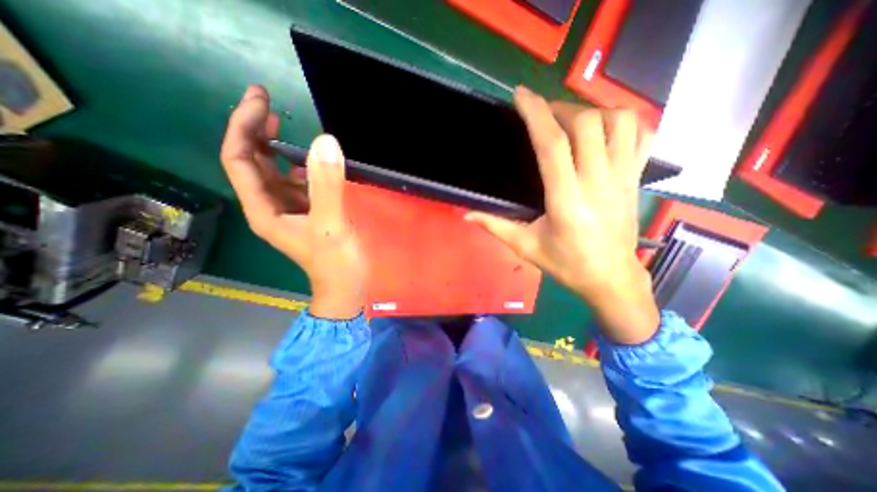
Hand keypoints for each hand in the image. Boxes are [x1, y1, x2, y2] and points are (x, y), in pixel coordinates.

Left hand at [222, 84, 369, 318]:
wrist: (346, 287)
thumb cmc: (335, 262)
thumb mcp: (331, 225)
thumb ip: (327, 186)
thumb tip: (325, 141)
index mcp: (264, 209)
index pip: (241, 159)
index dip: (244, 127)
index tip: (260, 100)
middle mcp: (270, 206)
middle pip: (252, 161)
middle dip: (254, 130)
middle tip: (268, 101)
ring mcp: (290, 209)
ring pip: (274, 170)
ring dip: (276, 145)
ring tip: (286, 122)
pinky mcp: (308, 212)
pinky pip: (297, 182)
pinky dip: (301, 165)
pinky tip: (313, 158)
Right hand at [466, 86, 656, 343]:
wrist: (610, 277)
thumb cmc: (566, 264)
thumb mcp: (525, 247)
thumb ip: (495, 226)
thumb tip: (467, 215)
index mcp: (566, 199)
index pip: (552, 144)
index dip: (536, 114)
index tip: (521, 95)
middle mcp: (597, 182)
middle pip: (586, 123)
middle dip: (560, 109)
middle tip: (544, 117)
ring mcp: (622, 177)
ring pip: (618, 121)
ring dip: (592, 112)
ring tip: (572, 123)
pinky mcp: (635, 178)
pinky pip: (642, 134)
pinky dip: (624, 121)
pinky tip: (605, 130)